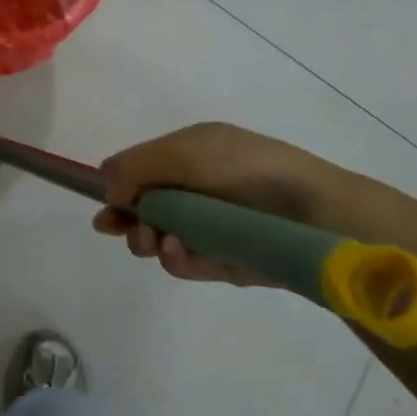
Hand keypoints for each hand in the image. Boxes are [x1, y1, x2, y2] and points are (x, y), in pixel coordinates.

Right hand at [92, 122, 416, 287]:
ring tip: (155, 243)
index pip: (139, 170)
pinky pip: (188, 263)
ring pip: (161, 238)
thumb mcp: (183, 152)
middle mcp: (196, 188)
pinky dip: (177, 260)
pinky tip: (178, 253)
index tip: (103, 209)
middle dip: (128, 220)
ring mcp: (211, 226)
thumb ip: (136, 166)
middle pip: (144, 208)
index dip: (117, 188)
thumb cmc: (245, 170)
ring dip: (149, 241)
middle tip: (121, 230)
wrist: (313, 213)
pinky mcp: (226, 260)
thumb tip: (105, 185)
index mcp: (188, 153)